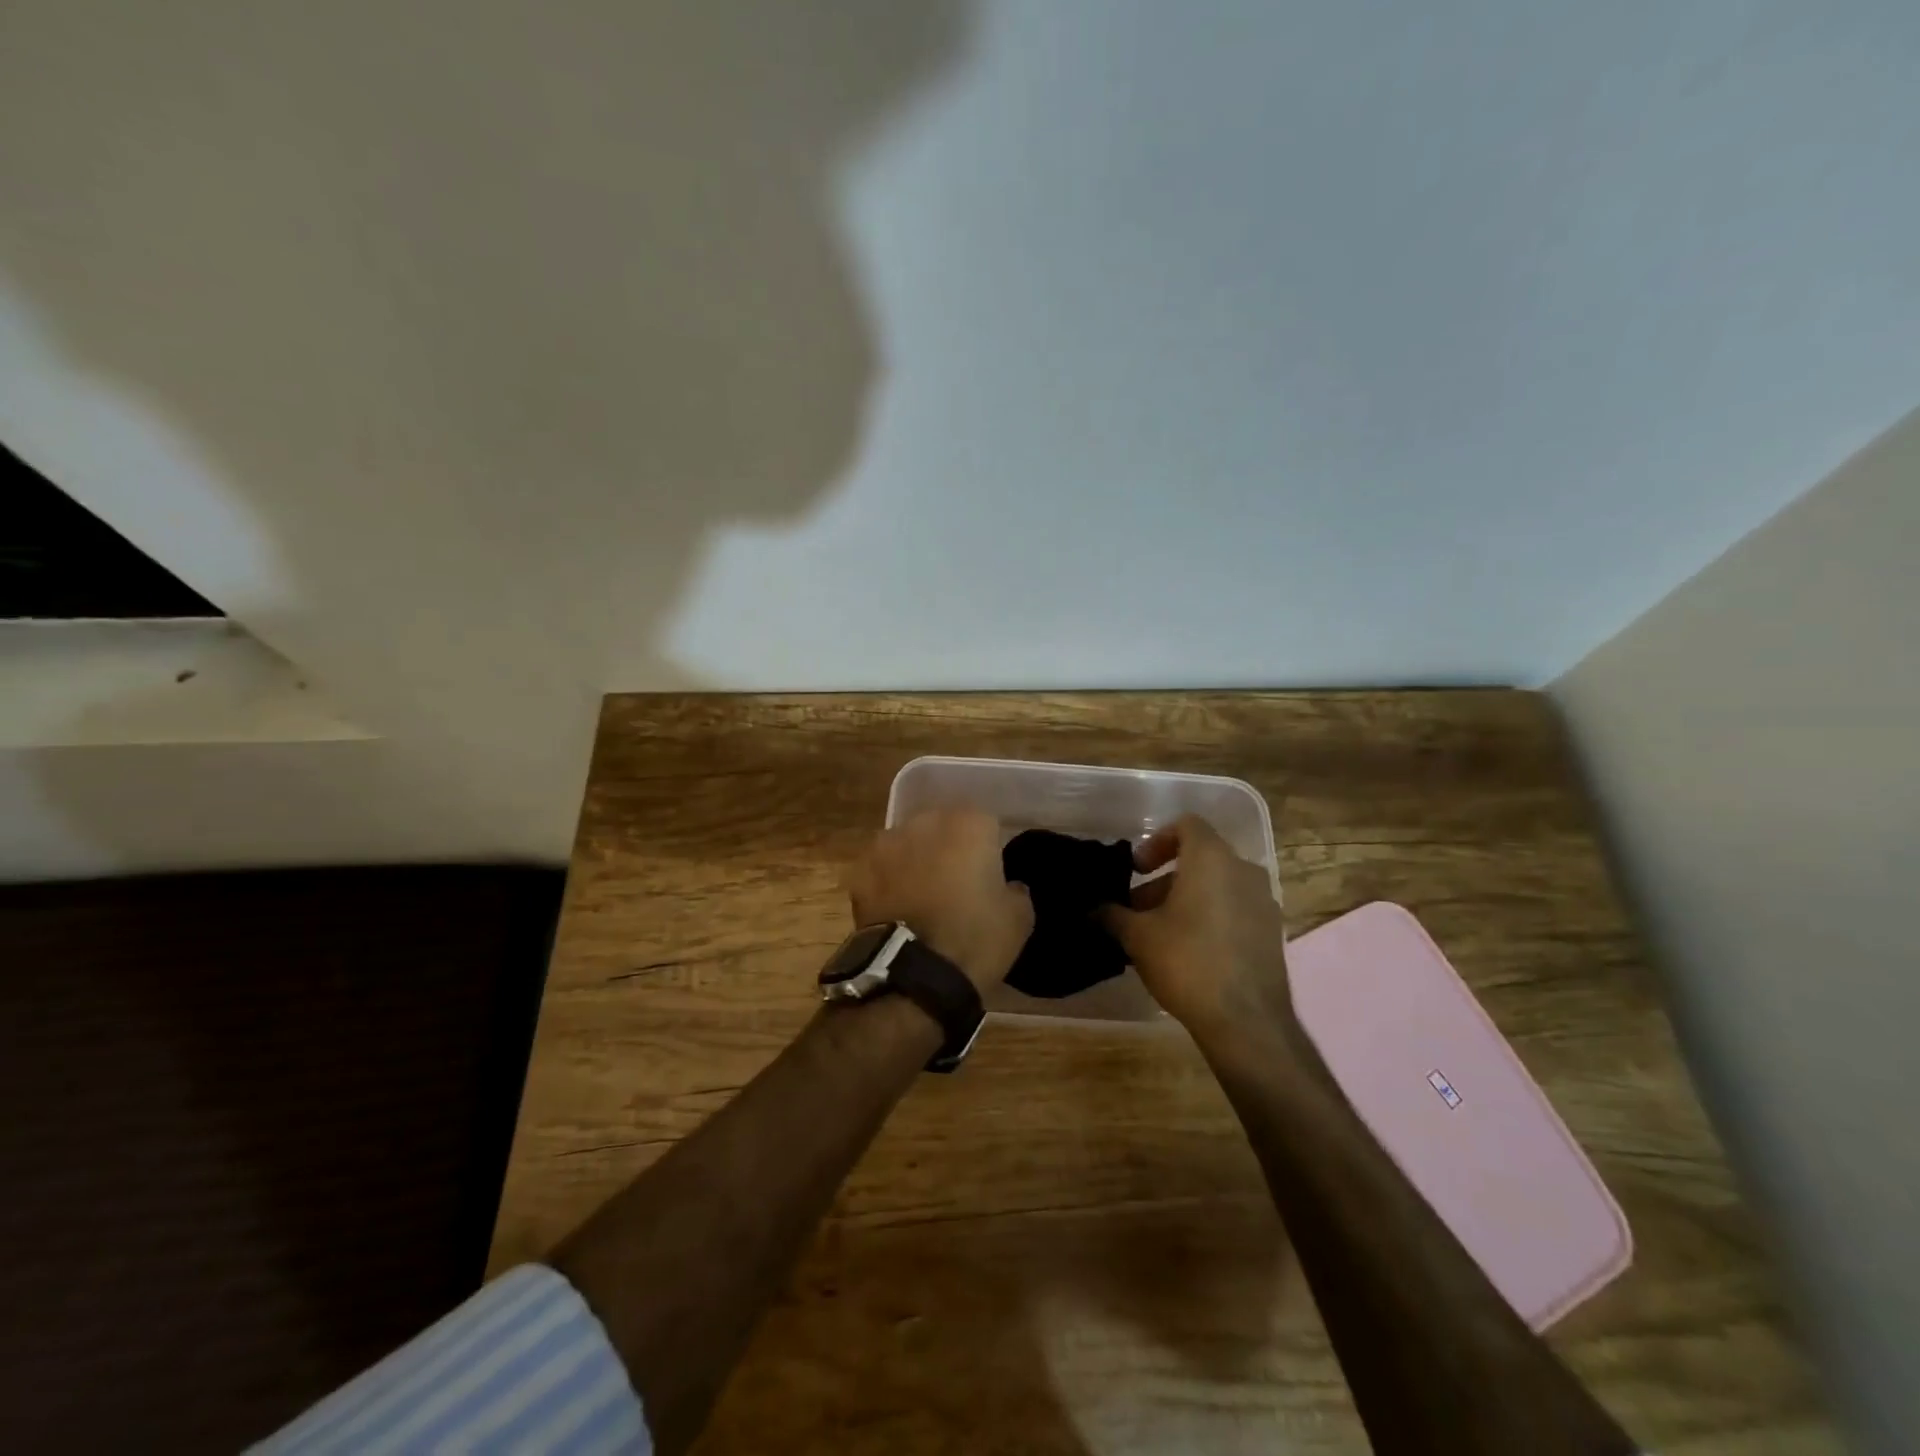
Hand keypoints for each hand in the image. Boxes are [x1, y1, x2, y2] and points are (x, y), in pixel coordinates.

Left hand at [844, 808, 1033, 993]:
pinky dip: (889, 882)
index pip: (985, 824)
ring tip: (923, 896)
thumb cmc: (975, 938)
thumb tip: (1008, 886)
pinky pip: (882, 868)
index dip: (989, 848)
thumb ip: (1016, 890)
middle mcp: (925, 822)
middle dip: (949, 848)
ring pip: (909, 844)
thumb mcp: (1020, 918)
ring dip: (916, 861)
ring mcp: (887, 843)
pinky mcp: (860, 870)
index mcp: (969, 824)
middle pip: (942, 828)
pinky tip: (898, 908)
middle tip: (957, 884)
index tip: (990, 874)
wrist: (916, 975)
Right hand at [1101, 815, 1296, 1051]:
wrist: (1246, 1021)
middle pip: (1199, 859)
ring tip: (1158, 934)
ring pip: (1217, 886)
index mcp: (1212, 859)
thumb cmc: (1186, 961)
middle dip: (1163, 879)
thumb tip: (1093, 909)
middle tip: (1137, 909)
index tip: (1136, 869)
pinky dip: (1210, 918)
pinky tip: (1189, 953)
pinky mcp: (1272, 932)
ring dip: (1185, 900)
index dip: (1156, 840)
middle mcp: (1243, 870)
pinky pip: (1234, 910)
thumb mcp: (1137, 936)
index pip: (1186, 825)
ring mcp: (1263, 902)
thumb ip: (1112, 914)